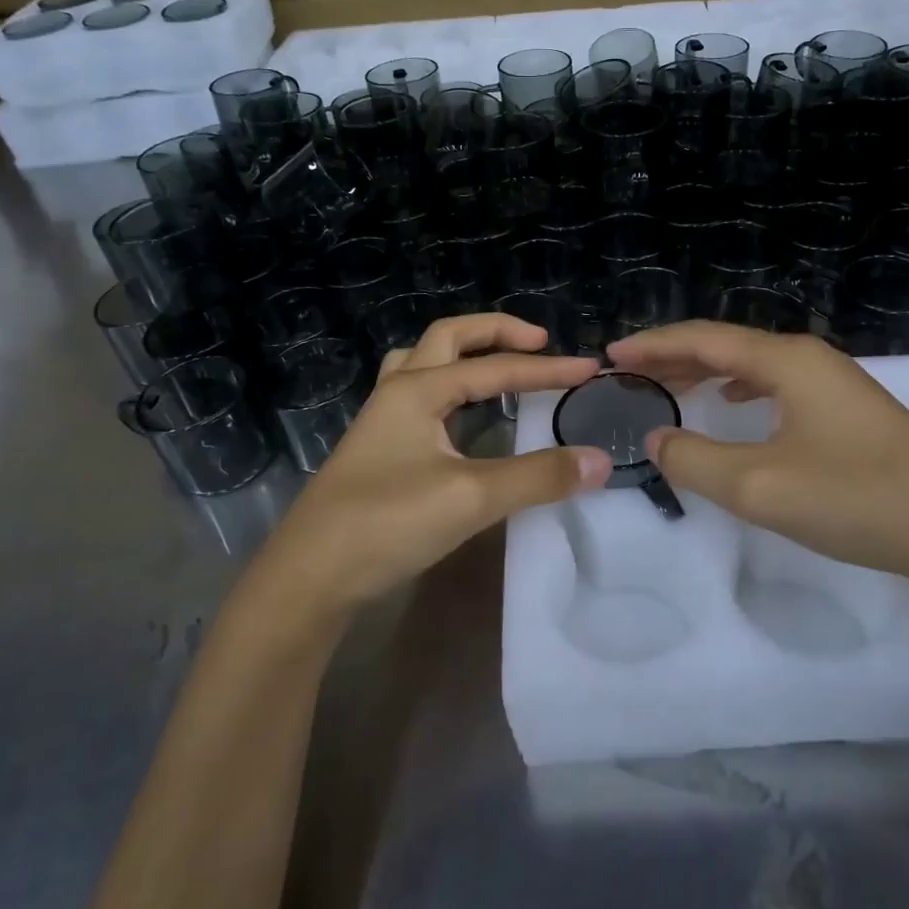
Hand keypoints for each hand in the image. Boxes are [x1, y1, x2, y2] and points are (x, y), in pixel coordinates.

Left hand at [260, 315, 611, 616]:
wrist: (308, 577)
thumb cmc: (387, 524)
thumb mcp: (471, 498)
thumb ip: (538, 477)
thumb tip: (600, 460)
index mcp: (418, 389)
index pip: (496, 369)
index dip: (547, 370)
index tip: (589, 369)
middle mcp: (397, 391)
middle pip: (449, 337)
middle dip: (497, 332)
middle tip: (540, 343)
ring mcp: (381, 419)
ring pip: (423, 361)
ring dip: (464, 353)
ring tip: (497, 367)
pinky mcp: (377, 448)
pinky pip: (417, 394)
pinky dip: (448, 386)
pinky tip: (460, 416)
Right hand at [605, 322, 908, 589]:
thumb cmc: (856, 499)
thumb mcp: (760, 487)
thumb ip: (695, 460)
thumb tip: (657, 437)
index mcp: (786, 361)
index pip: (703, 338)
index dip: (653, 345)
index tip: (611, 355)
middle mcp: (809, 358)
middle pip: (727, 344)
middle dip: (675, 355)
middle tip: (630, 371)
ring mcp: (834, 382)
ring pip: (753, 364)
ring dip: (706, 370)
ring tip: (670, 384)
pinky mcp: (849, 410)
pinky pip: (777, 385)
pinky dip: (740, 387)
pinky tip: (734, 402)